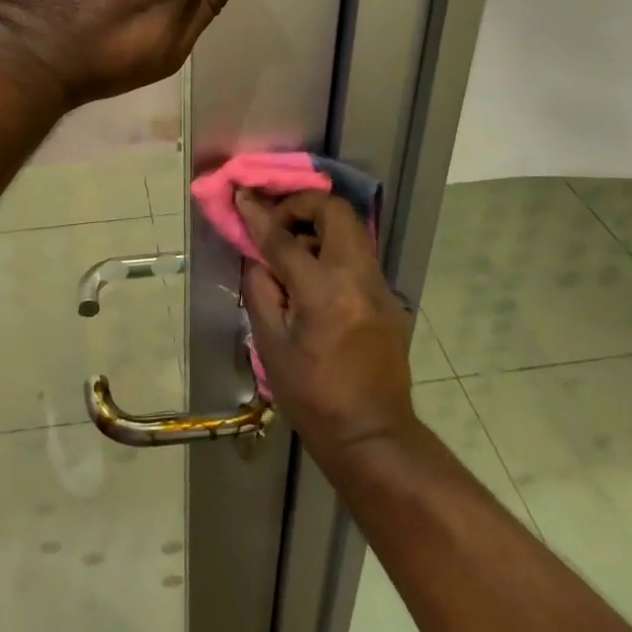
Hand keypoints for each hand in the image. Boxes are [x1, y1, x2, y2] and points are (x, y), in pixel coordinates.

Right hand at [238, 191, 416, 467]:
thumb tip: (257, 257)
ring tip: (293, 251)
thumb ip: (261, 289)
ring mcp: (379, 286)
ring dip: (319, 226)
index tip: (243, 196)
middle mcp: (357, 278)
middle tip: (278, 222)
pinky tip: (314, 278)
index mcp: (323, 292)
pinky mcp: (388, 297)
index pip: (285, 238)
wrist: (372, 435)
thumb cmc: (312, 396)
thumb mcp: (271, 345)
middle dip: (302, 205)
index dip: (260, 214)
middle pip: (335, 211)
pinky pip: (358, 255)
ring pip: (351, 229)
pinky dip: (333, 249)